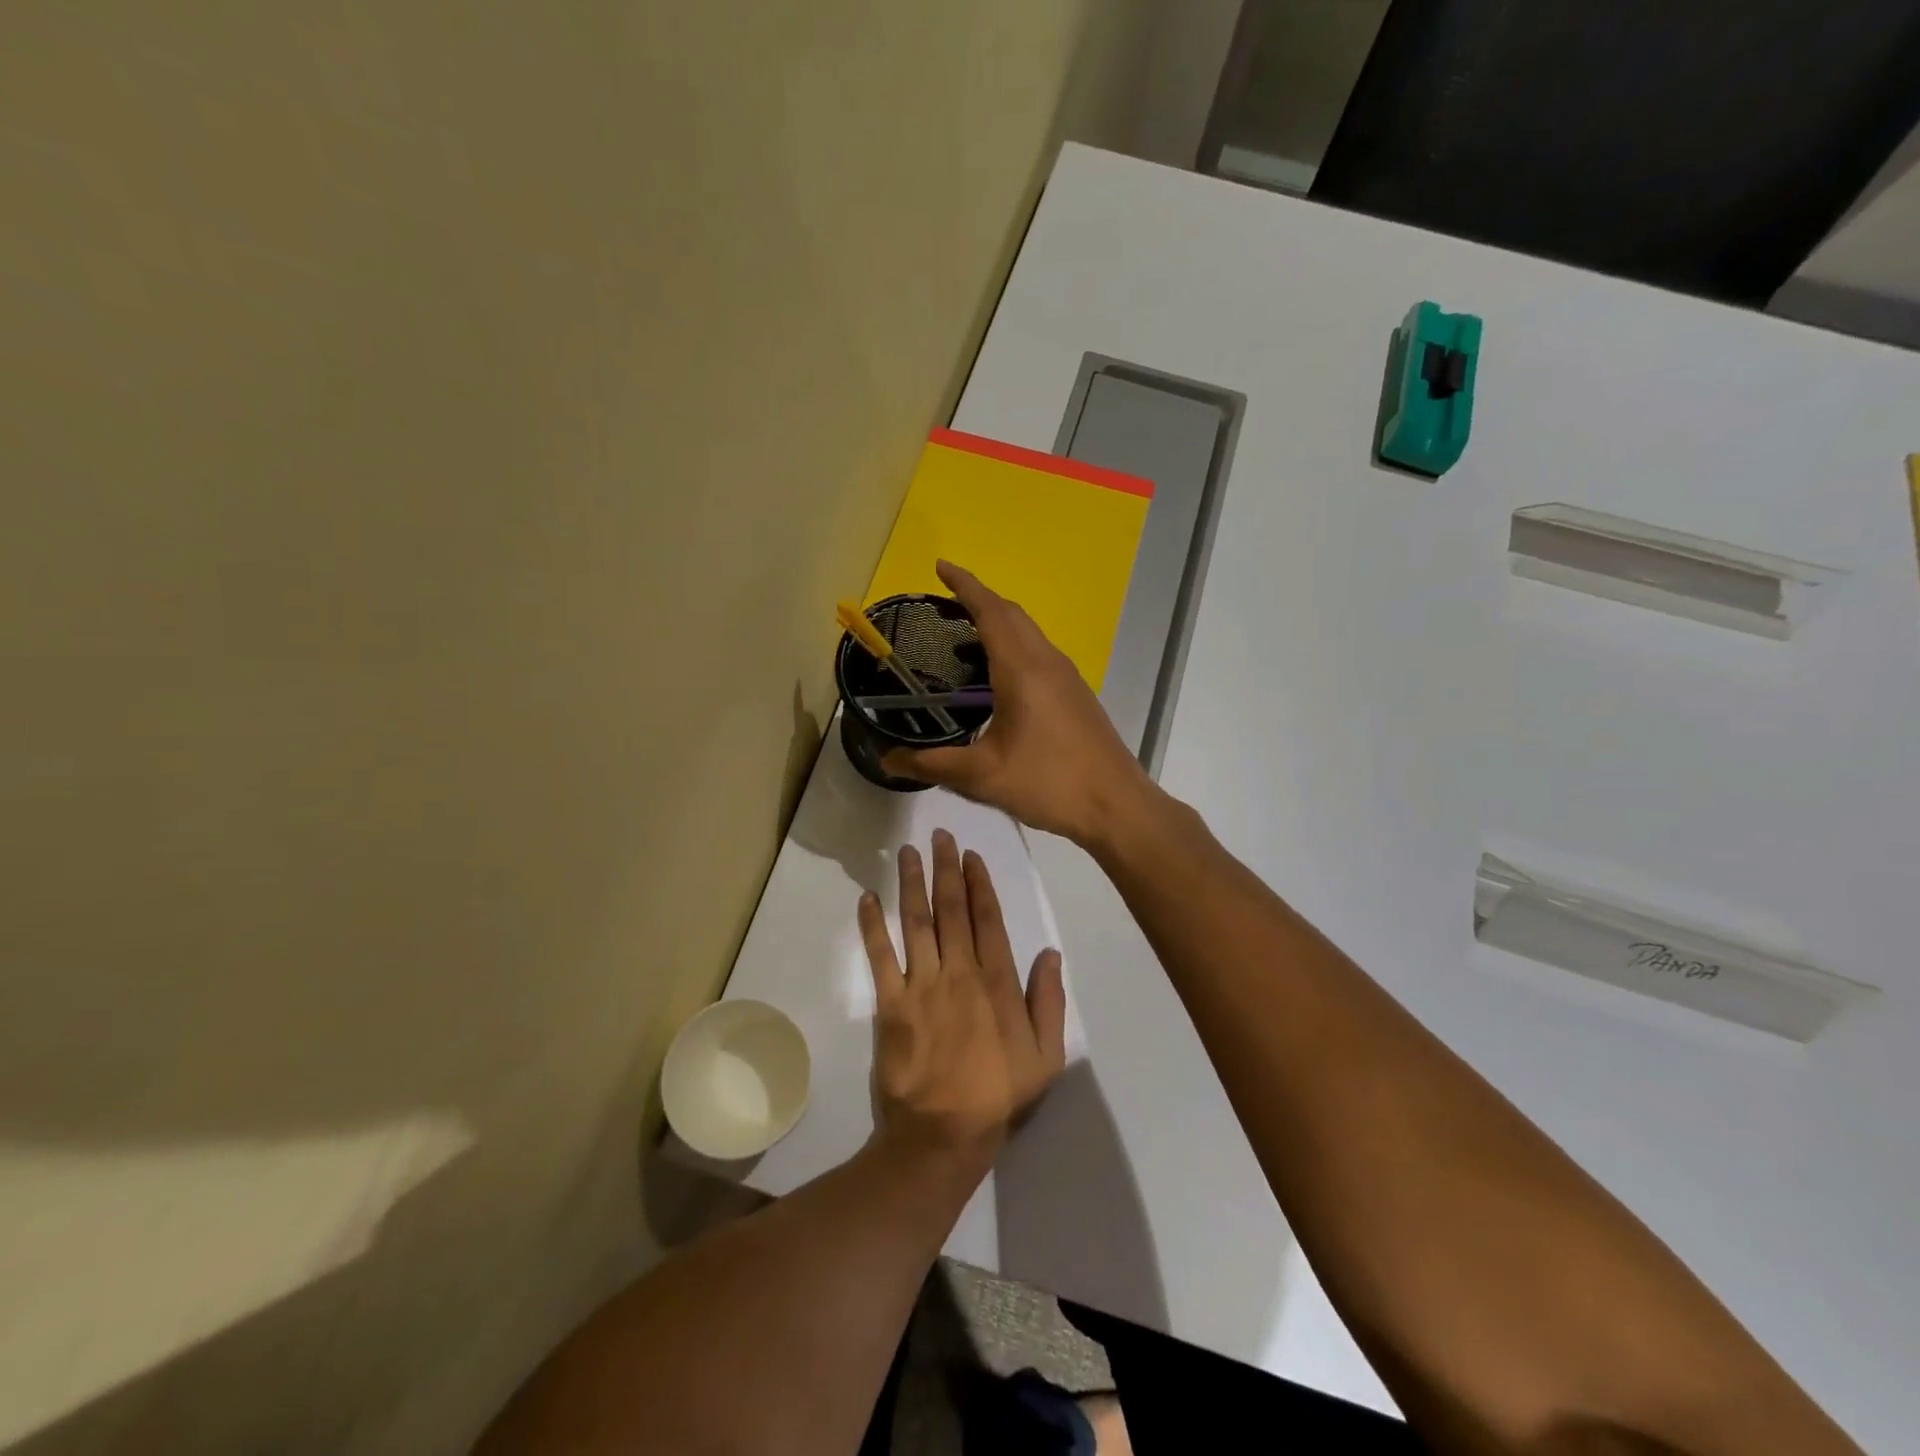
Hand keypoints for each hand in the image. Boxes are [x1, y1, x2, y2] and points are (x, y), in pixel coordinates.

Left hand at [858, 830, 1066, 1167]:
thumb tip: (1050, 952)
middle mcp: (958, 972)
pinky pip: (880, 956)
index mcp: (996, 982)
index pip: (988, 920)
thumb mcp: (1045, 1056)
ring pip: (917, 922)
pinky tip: (867, 897)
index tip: (972, 856)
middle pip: (951, 910)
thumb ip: (1048, 1001)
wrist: (942, 1136)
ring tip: (908, 851)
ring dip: (912, 883)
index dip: (979, 884)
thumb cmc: (998, 1096)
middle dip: (946, 869)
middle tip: (940, 835)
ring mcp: (921, 985)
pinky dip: (872, 925)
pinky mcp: (890, 1003)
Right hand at [882, 561, 1155, 848]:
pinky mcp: (1076, 694)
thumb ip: (932, 764)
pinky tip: (998, 679)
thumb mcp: (982, 777)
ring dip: (998, 623)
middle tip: (945, 602)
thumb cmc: (1049, 784)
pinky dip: (1013, 646)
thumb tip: (887, 761)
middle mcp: (1047, 662)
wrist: (1116, 805)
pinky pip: (1039, 653)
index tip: (941, 567)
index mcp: (1022, 669)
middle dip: (979, 599)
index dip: (964, 585)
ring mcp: (1067, 677)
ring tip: (964, 639)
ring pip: (1029, 633)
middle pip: (1011, 614)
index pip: (990, 611)